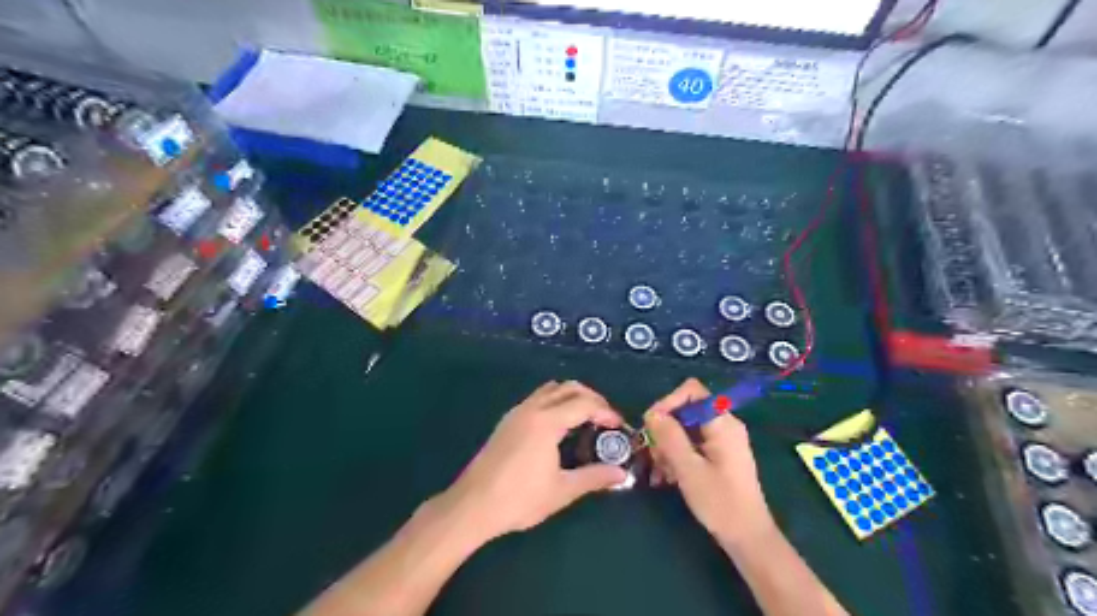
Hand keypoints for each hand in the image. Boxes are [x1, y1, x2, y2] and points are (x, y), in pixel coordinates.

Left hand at [435, 381, 624, 543]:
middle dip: (592, 398)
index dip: (606, 412)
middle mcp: (531, 408)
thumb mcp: (562, 490)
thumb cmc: (519, 499)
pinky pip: (537, 398)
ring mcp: (517, 412)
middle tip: (605, 419)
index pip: (584, 404)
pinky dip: (555, 402)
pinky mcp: (507, 421)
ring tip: (585, 419)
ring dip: (572, 396)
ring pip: (550, 389)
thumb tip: (621, 475)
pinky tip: (559, 427)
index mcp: (547, 421)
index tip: (619, 426)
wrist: (472, 505)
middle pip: (568, 388)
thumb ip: (594, 477)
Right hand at [646, 379, 773, 547]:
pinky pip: (692, 443)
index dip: (668, 402)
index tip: (652, 425)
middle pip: (686, 410)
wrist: (748, 538)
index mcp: (722, 423)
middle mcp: (724, 425)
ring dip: (667, 445)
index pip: (692, 391)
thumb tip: (651, 413)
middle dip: (665, 429)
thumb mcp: (688, 469)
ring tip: (658, 471)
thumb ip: (669, 437)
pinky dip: (677, 455)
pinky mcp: (718, 455)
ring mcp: (722, 440)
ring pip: (686, 428)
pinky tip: (667, 476)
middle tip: (652, 454)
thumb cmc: (720, 502)